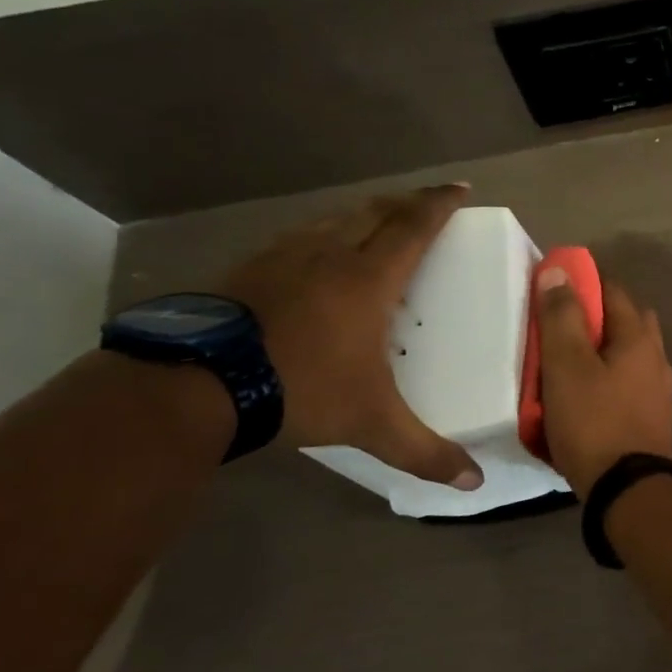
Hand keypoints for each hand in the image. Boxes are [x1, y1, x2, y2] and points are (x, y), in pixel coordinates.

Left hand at [220, 185, 482, 488]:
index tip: (460, 188)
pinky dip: (322, 234)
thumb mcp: (372, 423)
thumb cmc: (301, 388)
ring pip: (334, 219)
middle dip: (406, 202)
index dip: (439, 204)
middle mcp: (329, 255)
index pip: (413, 227)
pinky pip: (299, 237)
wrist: (196, 385)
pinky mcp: (248, 268)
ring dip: (363, 214)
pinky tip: (315, 255)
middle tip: (426, 202)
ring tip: (377, 223)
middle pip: (375, 212)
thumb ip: (425, 451)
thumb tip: (474, 483)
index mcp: (368, 278)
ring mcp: (283, 257)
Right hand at [534, 269, 671, 497]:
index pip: (613, 291)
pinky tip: (584, 395)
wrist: (628, 490)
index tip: (553, 288)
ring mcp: (658, 389)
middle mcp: (656, 358)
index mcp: (638, 338)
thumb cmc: (594, 422)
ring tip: (565, 364)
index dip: (583, 283)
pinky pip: (626, 383)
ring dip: (600, 351)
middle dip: (595, 317)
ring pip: (627, 355)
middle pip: (626, 322)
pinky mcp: (651, 417)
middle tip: (559, 328)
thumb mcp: (567, 366)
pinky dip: (606, 379)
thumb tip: (559, 272)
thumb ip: (561, 317)